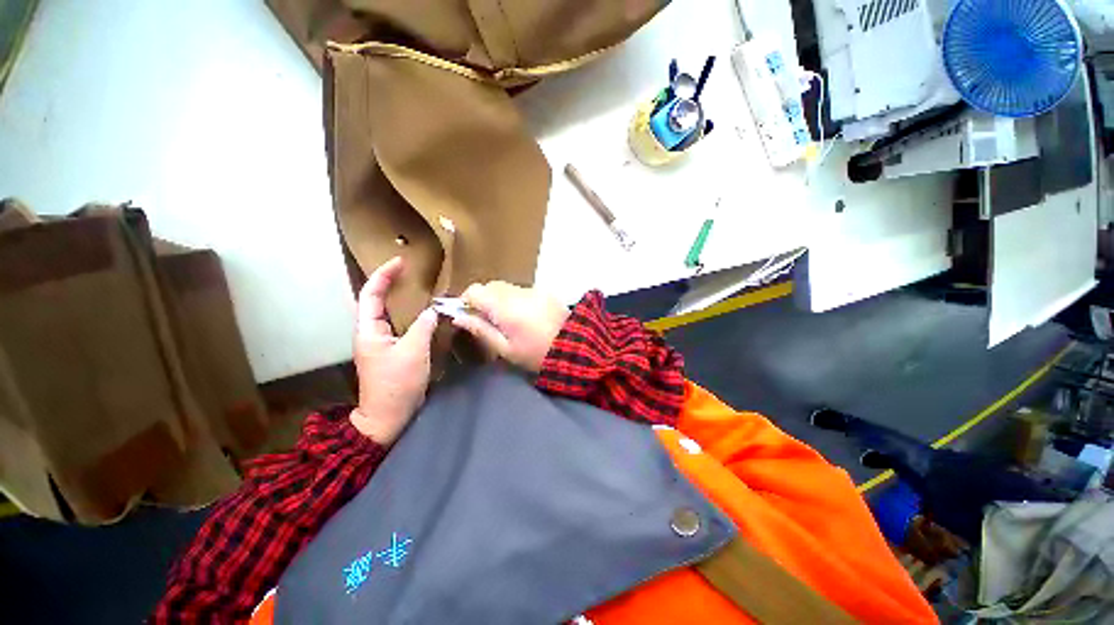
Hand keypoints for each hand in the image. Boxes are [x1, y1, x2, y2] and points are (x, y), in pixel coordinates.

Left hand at [349, 257, 438, 445]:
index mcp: (369, 330)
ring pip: (385, 312)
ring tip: (413, 285)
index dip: (383, 275)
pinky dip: (407, 313)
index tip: (400, 262)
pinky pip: (397, 324)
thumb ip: (423, 327)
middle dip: (387, 282)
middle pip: (374, 300)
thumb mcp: (413, 352)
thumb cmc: (397, 383)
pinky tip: (420, 313)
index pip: (371, 294)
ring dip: (396, 297)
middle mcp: (370, 332)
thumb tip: (433, 310)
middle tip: (407, 270)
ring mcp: (380, 342)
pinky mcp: (391, 350)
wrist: (388, 415)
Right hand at [453, 281, 569, 372]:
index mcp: (504, 306)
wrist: (575, 347)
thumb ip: (480, 329)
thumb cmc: (535, 353)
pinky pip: (521, 290)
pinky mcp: (544, 292)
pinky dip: (514, 299)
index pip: (475, 290)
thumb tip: (458, 316)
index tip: (467, 316)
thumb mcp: (505, 348)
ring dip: (499, 299)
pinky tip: (523, 315)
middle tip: (486, 321)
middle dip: (483, 299)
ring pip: (505, 287)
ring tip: (506, 320)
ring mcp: (532, 289)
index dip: (465, 301)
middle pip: (489, 286)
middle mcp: (517, 291)